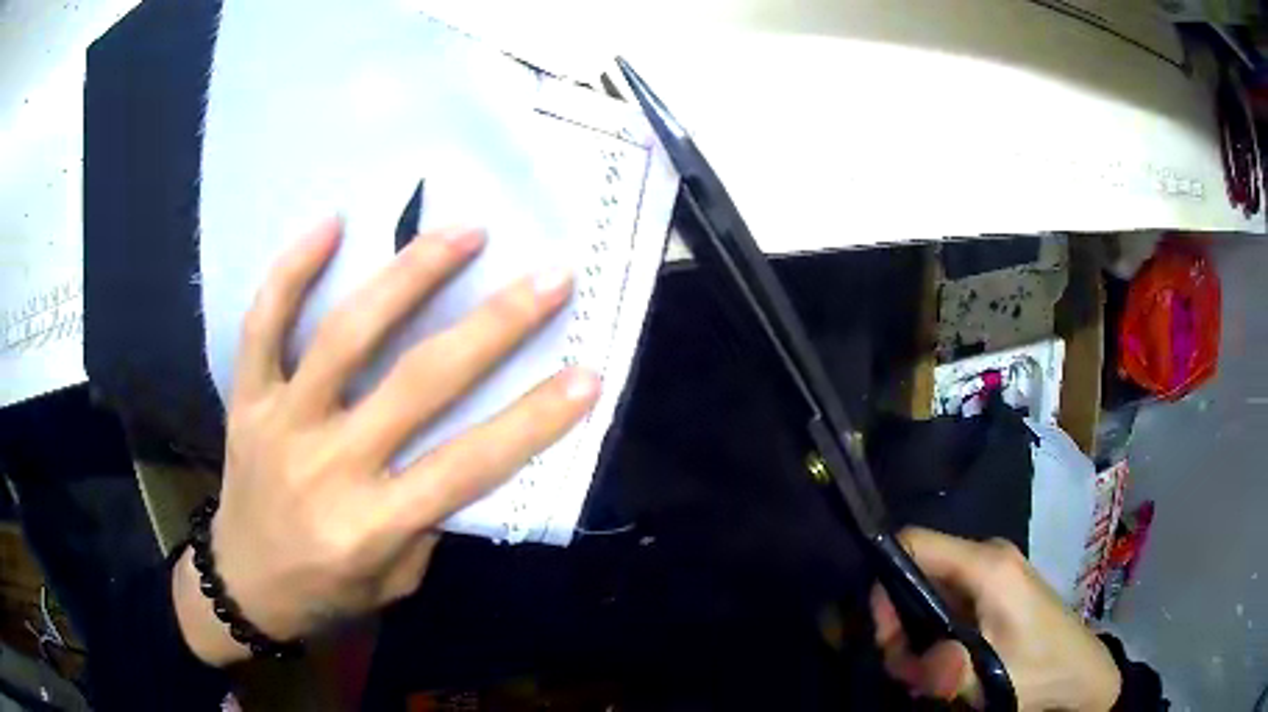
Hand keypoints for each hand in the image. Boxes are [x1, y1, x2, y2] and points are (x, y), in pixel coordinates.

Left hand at [174, 218, 599, 665]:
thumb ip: (428, 516)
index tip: (586, 374)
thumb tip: (462, 438)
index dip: (533, 421)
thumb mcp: (395, 580)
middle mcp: (327, 466)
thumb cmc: (326, 591)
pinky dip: (293, 271)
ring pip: (344, 335)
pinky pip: (264, 325)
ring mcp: (280, 423)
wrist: (242, 585)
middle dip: (494, 327)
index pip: (467, 466)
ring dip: (408, 276)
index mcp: (370, 525)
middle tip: (549, 278)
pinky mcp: (247, 399)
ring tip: (463, 232)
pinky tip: (332, 223)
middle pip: (417, 384)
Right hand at [871, 528, 1121, 710]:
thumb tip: (907, 654)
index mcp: (987, 565)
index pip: (913, 542)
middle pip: (916, 573)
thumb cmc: (1039, 670)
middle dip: (899, 624)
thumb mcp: (988, 679)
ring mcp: (993, 571)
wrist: (1081, 674)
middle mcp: (987, 556)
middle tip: (907, 670)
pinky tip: (945, 665)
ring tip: (927, 676)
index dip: (883, 581)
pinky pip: (947, 601)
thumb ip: (943, 667)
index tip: (880, 632)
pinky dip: (934, 634)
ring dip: (916, 637)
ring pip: (929, 592)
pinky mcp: (996, 589)